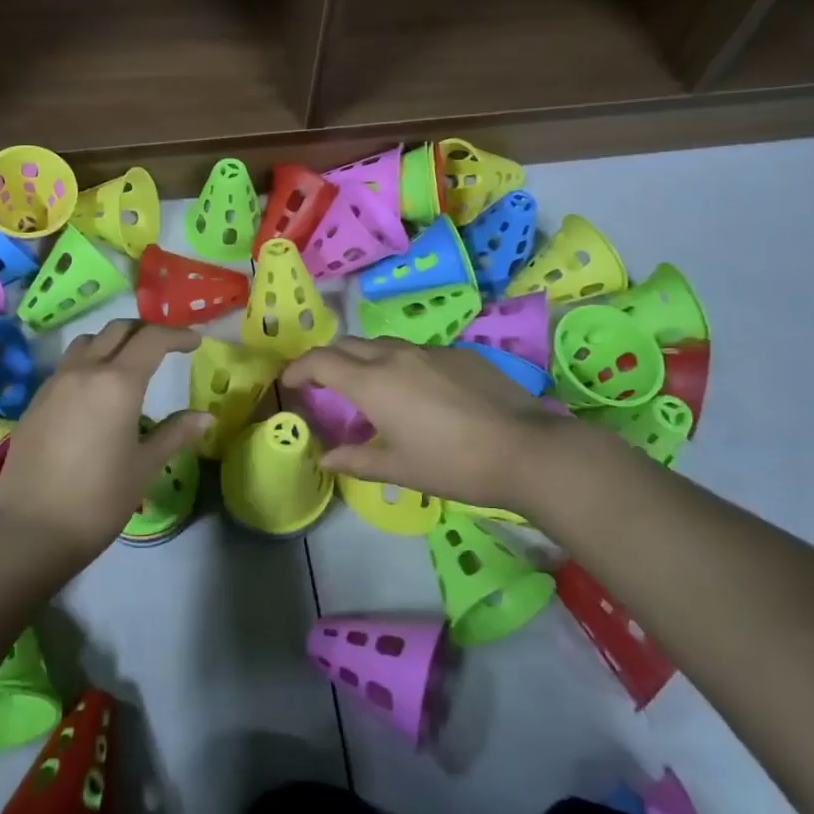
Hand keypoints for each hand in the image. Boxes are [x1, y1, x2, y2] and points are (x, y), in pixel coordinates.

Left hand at [0, 319, 214, 566]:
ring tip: (128, 364)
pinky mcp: (35, 402)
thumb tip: (206, 417)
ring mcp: (54, 384)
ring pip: (87, 342)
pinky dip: (89, 363)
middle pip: (117, 330)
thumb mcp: (144, 466)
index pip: (152, 339)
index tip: (194, 343)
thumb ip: (175, 433)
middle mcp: (84, 371)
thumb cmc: (98, 500)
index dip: (177, 335)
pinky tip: (96, 393)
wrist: (30, 531)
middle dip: (145, 332)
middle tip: (165, 348)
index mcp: (117, 383)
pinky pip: (67, 366)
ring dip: (112, 342)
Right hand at [281, 337, 595, 510]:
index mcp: (373, 383)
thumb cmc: (452, 464)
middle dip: (328, 360)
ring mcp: (429, 350)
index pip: (321, 361)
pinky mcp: (458, 353)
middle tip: (324, 385)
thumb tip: (323, 457)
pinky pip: (414, 351)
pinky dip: (398, 364)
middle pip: (348, 345)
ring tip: (368, 388)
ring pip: (382, 344)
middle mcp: (395, 356)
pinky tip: (415, 392)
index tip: (290, 382)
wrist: (524, 449)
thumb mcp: (398, 468)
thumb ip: (354, 460)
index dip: (299, 368)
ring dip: (364, 359)